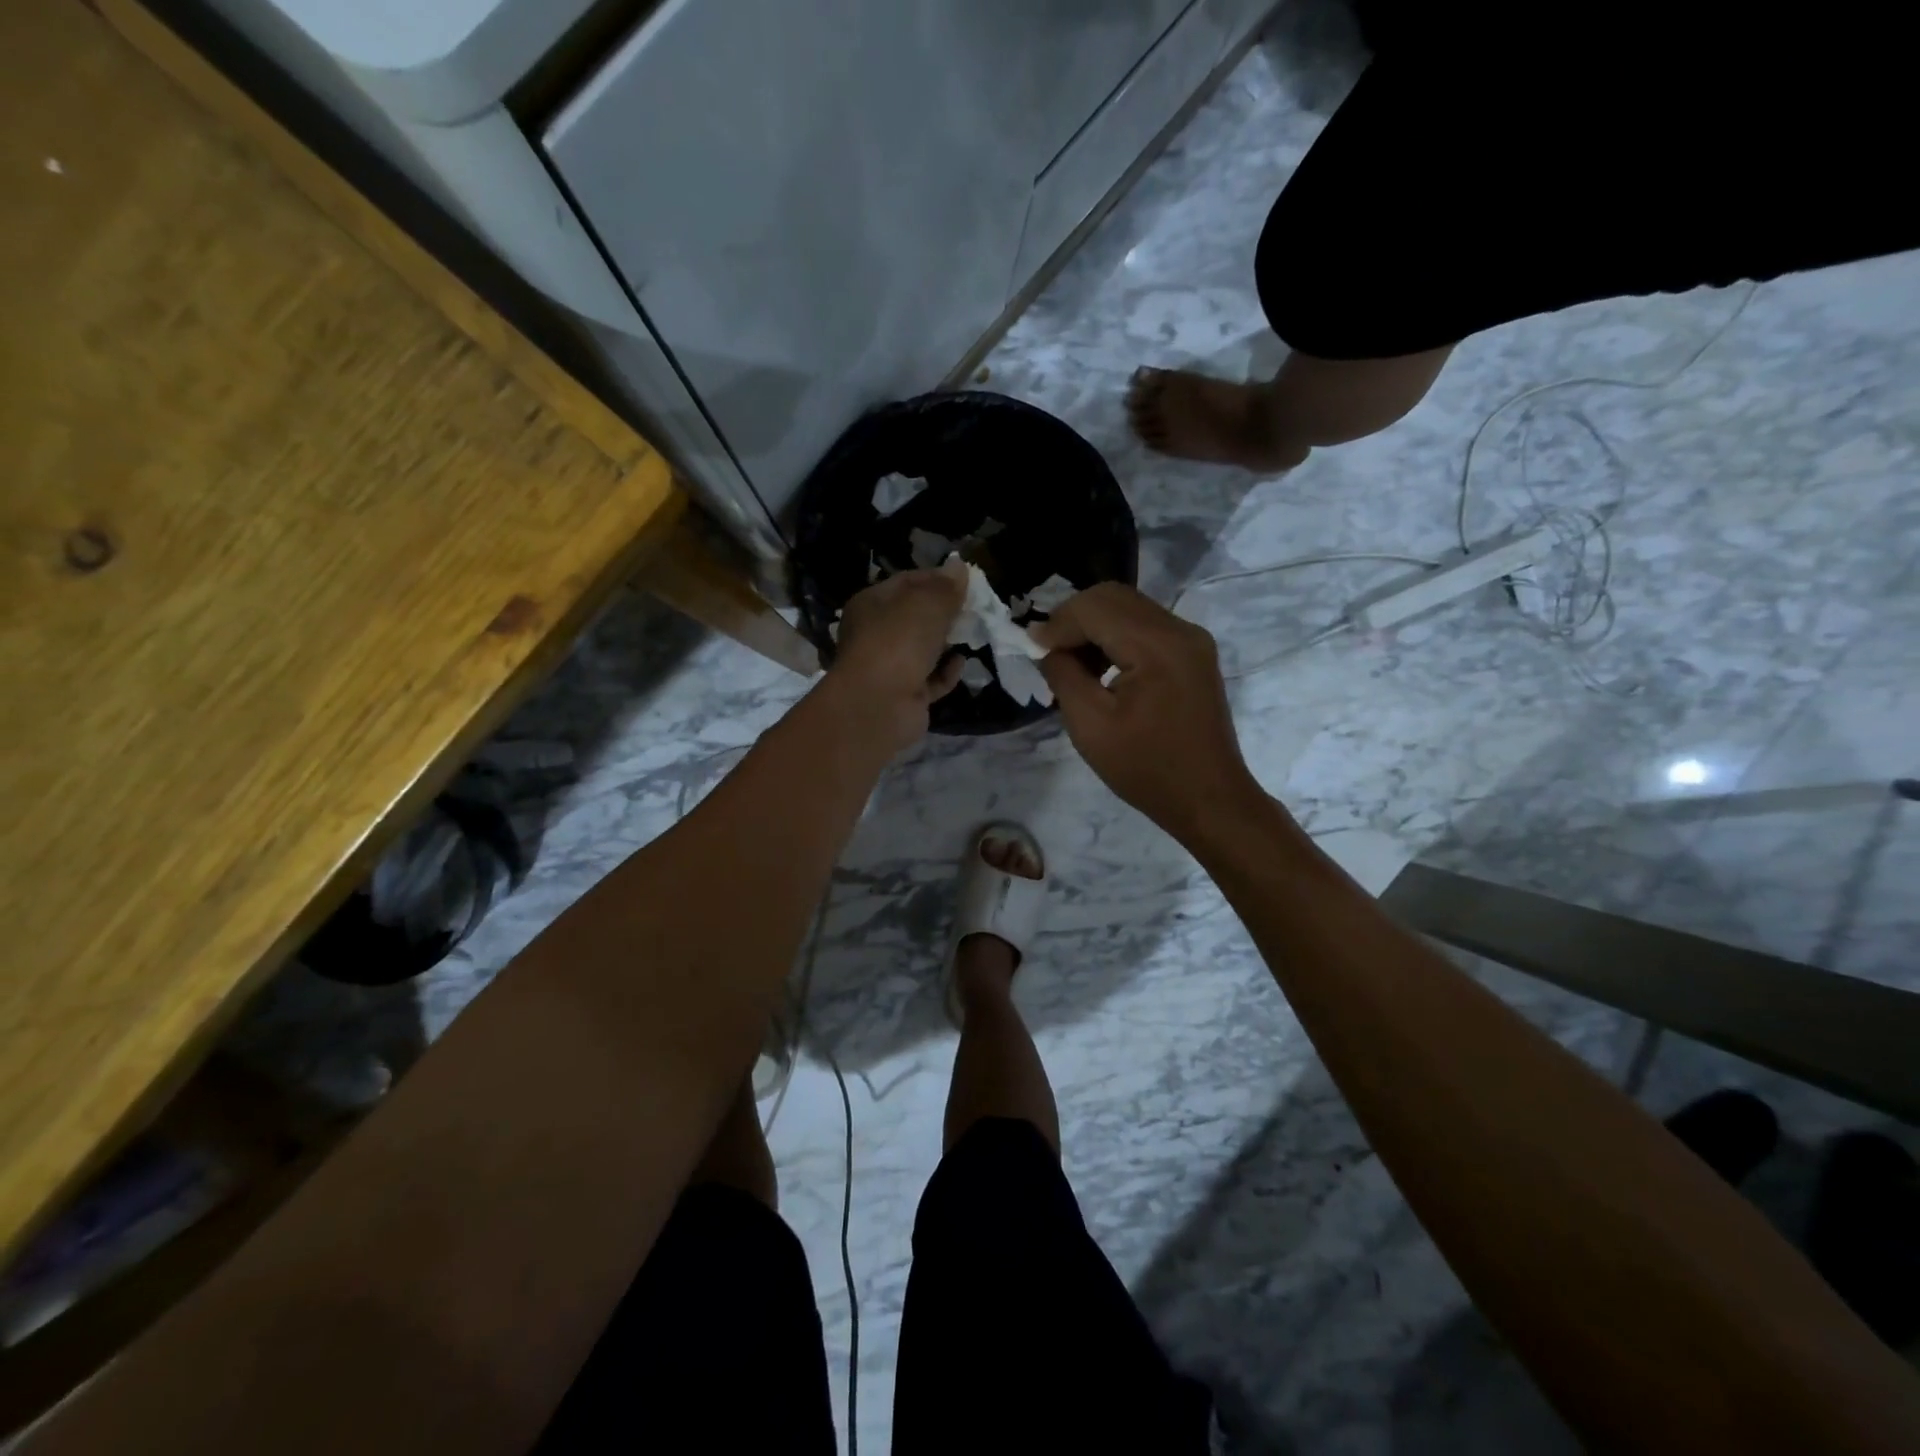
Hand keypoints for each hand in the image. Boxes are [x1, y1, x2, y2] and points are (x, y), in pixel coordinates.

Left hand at [827, 561, 968, 750]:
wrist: (879, 705)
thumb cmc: (898, 642)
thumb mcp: (926, 604)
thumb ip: (946, 587)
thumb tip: (959, 567)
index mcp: (871, 605)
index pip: (906, 582)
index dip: (936, 579)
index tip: (966, 581)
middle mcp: (876, 634)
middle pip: (916, 617)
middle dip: (945, 613)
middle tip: (975, 608)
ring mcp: (889, 667)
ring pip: (924, 650)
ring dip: (947, 643)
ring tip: (973, 633)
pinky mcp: (905, 696)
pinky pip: (931, 679)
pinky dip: (946, 672)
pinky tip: (961, 663)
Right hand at [1033, 583, 1263, 843]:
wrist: (1209, 799)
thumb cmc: (1146, 769)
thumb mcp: (1090, 726)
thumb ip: (1063, 675)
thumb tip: (1048, 646)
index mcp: (1157, 646)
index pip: (1095, 607)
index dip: (1057, 623)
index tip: (1032, 649)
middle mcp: (1180, 630)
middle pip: (1113, 596)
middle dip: (1074, 618)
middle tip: (1049, 652)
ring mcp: (1192, 639)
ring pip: (1129, 607)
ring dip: (1094, 626)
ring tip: (1072, 664)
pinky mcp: (1194, 653)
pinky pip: (1146, 625)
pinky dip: (1116, 636)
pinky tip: (1101, 668)